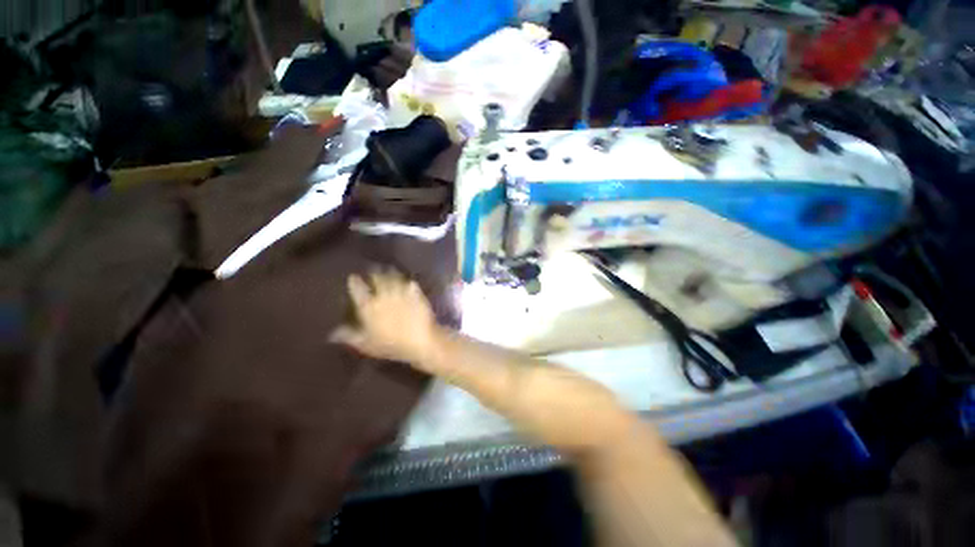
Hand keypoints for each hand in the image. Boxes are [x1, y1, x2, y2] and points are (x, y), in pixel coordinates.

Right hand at [329, 268, 439, 365]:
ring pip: (394, 278)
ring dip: (391, 273)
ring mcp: (402, 293)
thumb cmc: (390, 345)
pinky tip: (408, 282)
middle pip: (378, 279)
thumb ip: (349, 336)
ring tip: (389, 270)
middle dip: (375, 273)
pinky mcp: (417, 294)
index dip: (355, 282)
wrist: (420, 340)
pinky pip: (411, 284)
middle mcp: (384, 295)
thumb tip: (333, 333)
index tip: (353, 277)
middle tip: (373, 269)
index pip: (358, 289)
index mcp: (369, 306)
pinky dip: (408, 282)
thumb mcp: (366, 344)